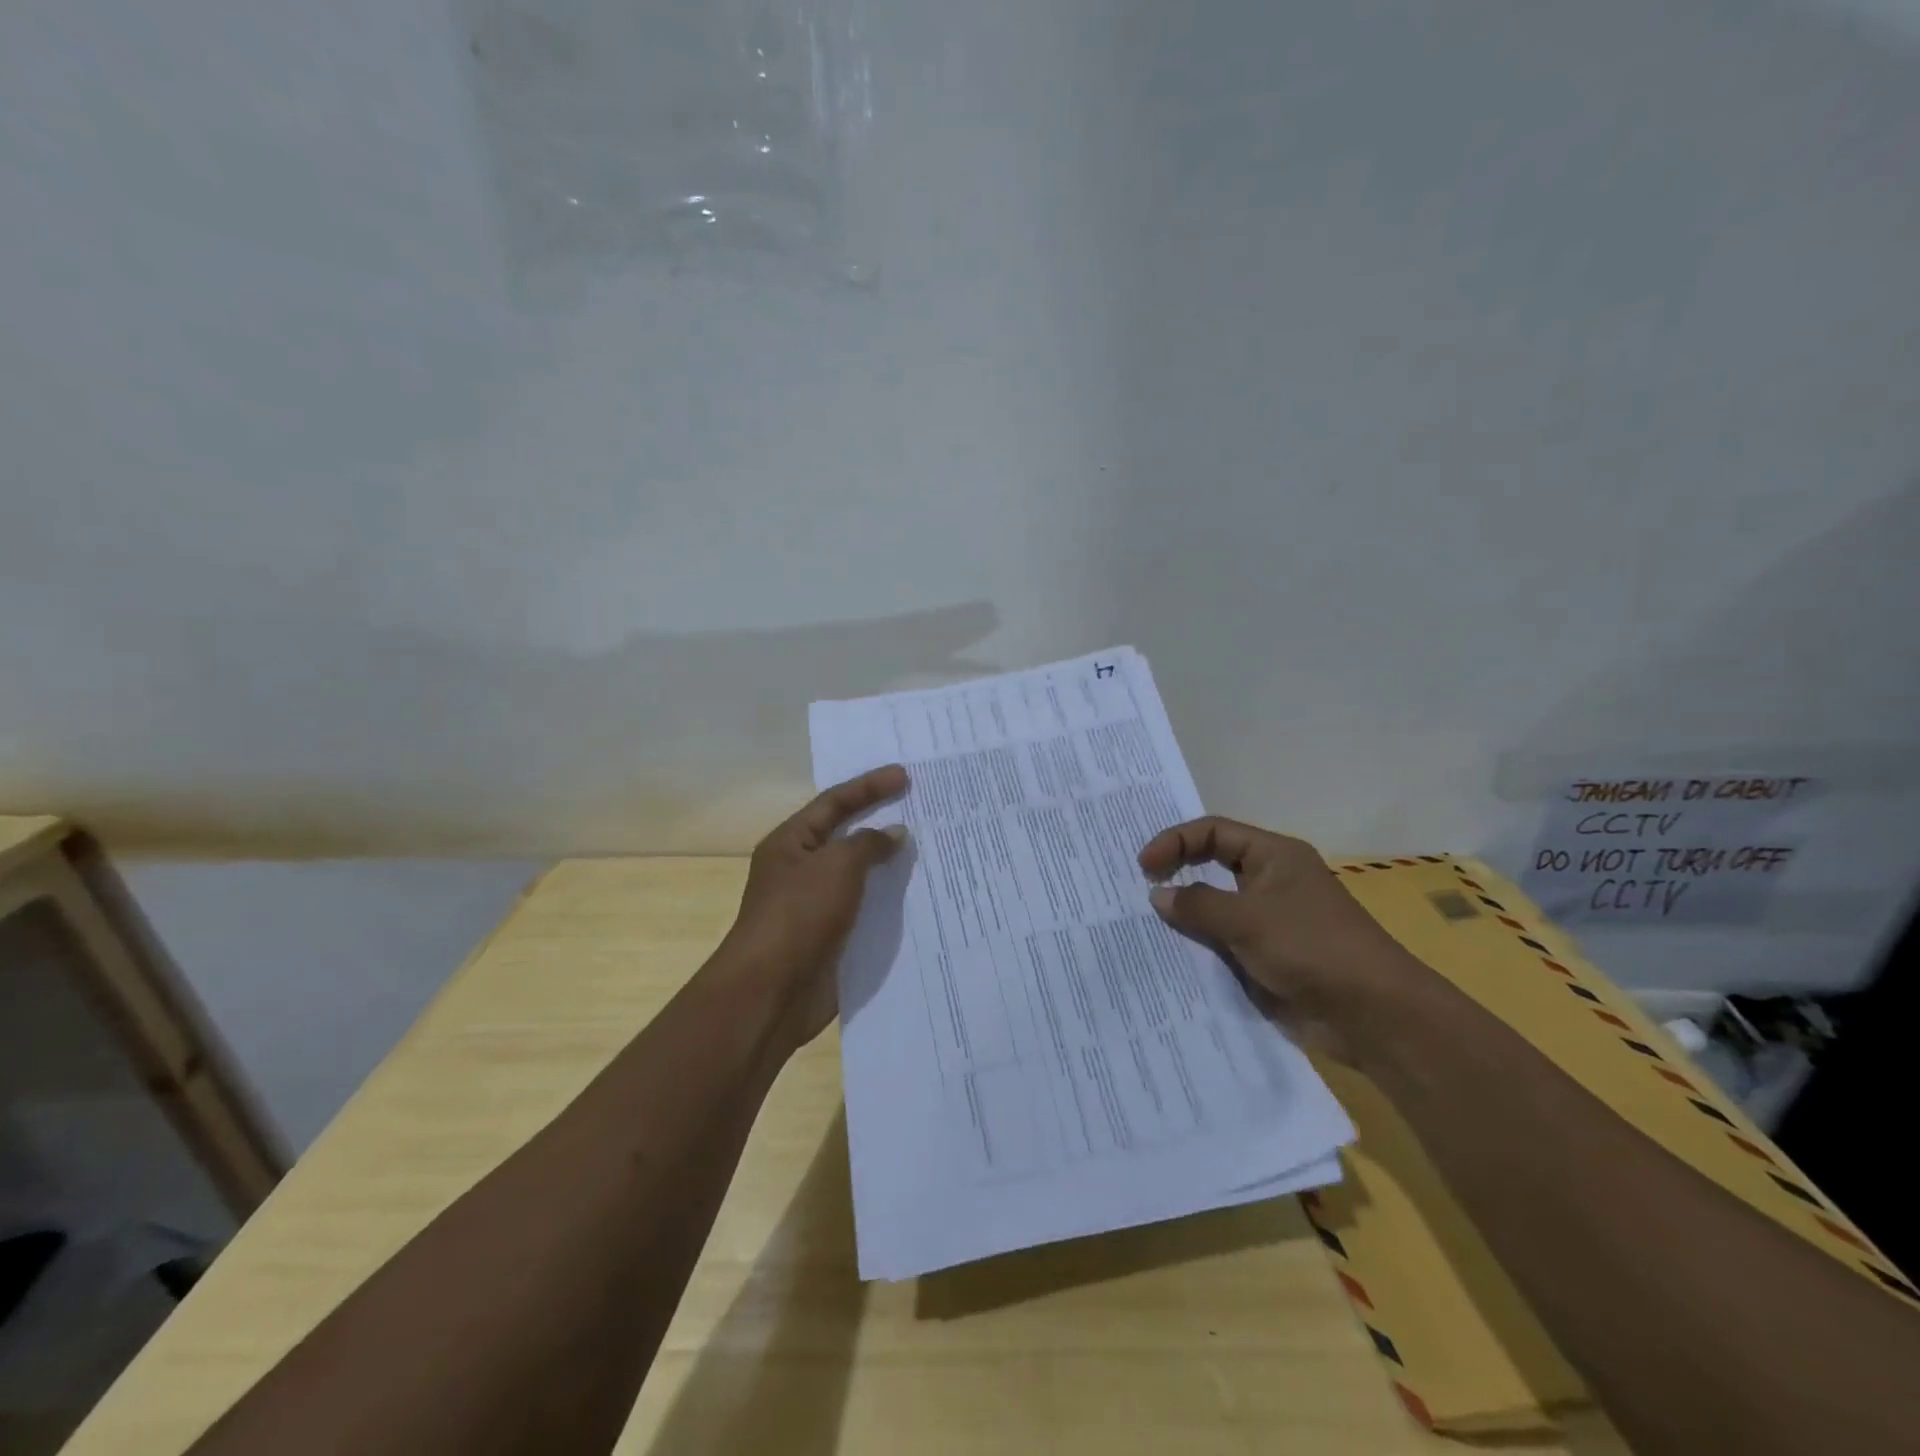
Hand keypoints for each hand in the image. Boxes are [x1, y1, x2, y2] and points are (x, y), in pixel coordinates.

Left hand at [718, 765, 909, 1050]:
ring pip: (861, 875)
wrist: (772, 993)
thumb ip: (868, 844)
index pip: (834, 803)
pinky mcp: (832, 937)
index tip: (904, 776)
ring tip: (931, 850)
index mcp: (791, 843)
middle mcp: (802, 870)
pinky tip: (921, 897)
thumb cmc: (799, 916)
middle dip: (882, 821)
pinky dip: (891, 900)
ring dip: (891, 864)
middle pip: (847, 836)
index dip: (869, 786)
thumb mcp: (836, 866)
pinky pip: (866, 909)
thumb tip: (894, 833)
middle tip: (922, 808)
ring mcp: (817, 906)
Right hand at [1138, 816, 1436, 1065]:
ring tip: (1140, 923)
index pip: (1213, 832)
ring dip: (1183, 915)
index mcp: (1274, 857)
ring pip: (1214, 908)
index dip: (1175, 842)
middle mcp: (1270, 882)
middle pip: (1212, 865)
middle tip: (1135, 887)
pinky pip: (1222, 944)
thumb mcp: (1248, 919)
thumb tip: (1159, 895)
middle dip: (1176, 873)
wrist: (1371, 1015)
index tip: (1143, 868)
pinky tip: (1168, 957)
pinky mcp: (1266, 958)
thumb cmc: (1312, 948)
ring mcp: (1268, 922)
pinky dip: (1197, 947)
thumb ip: (1198, 904)